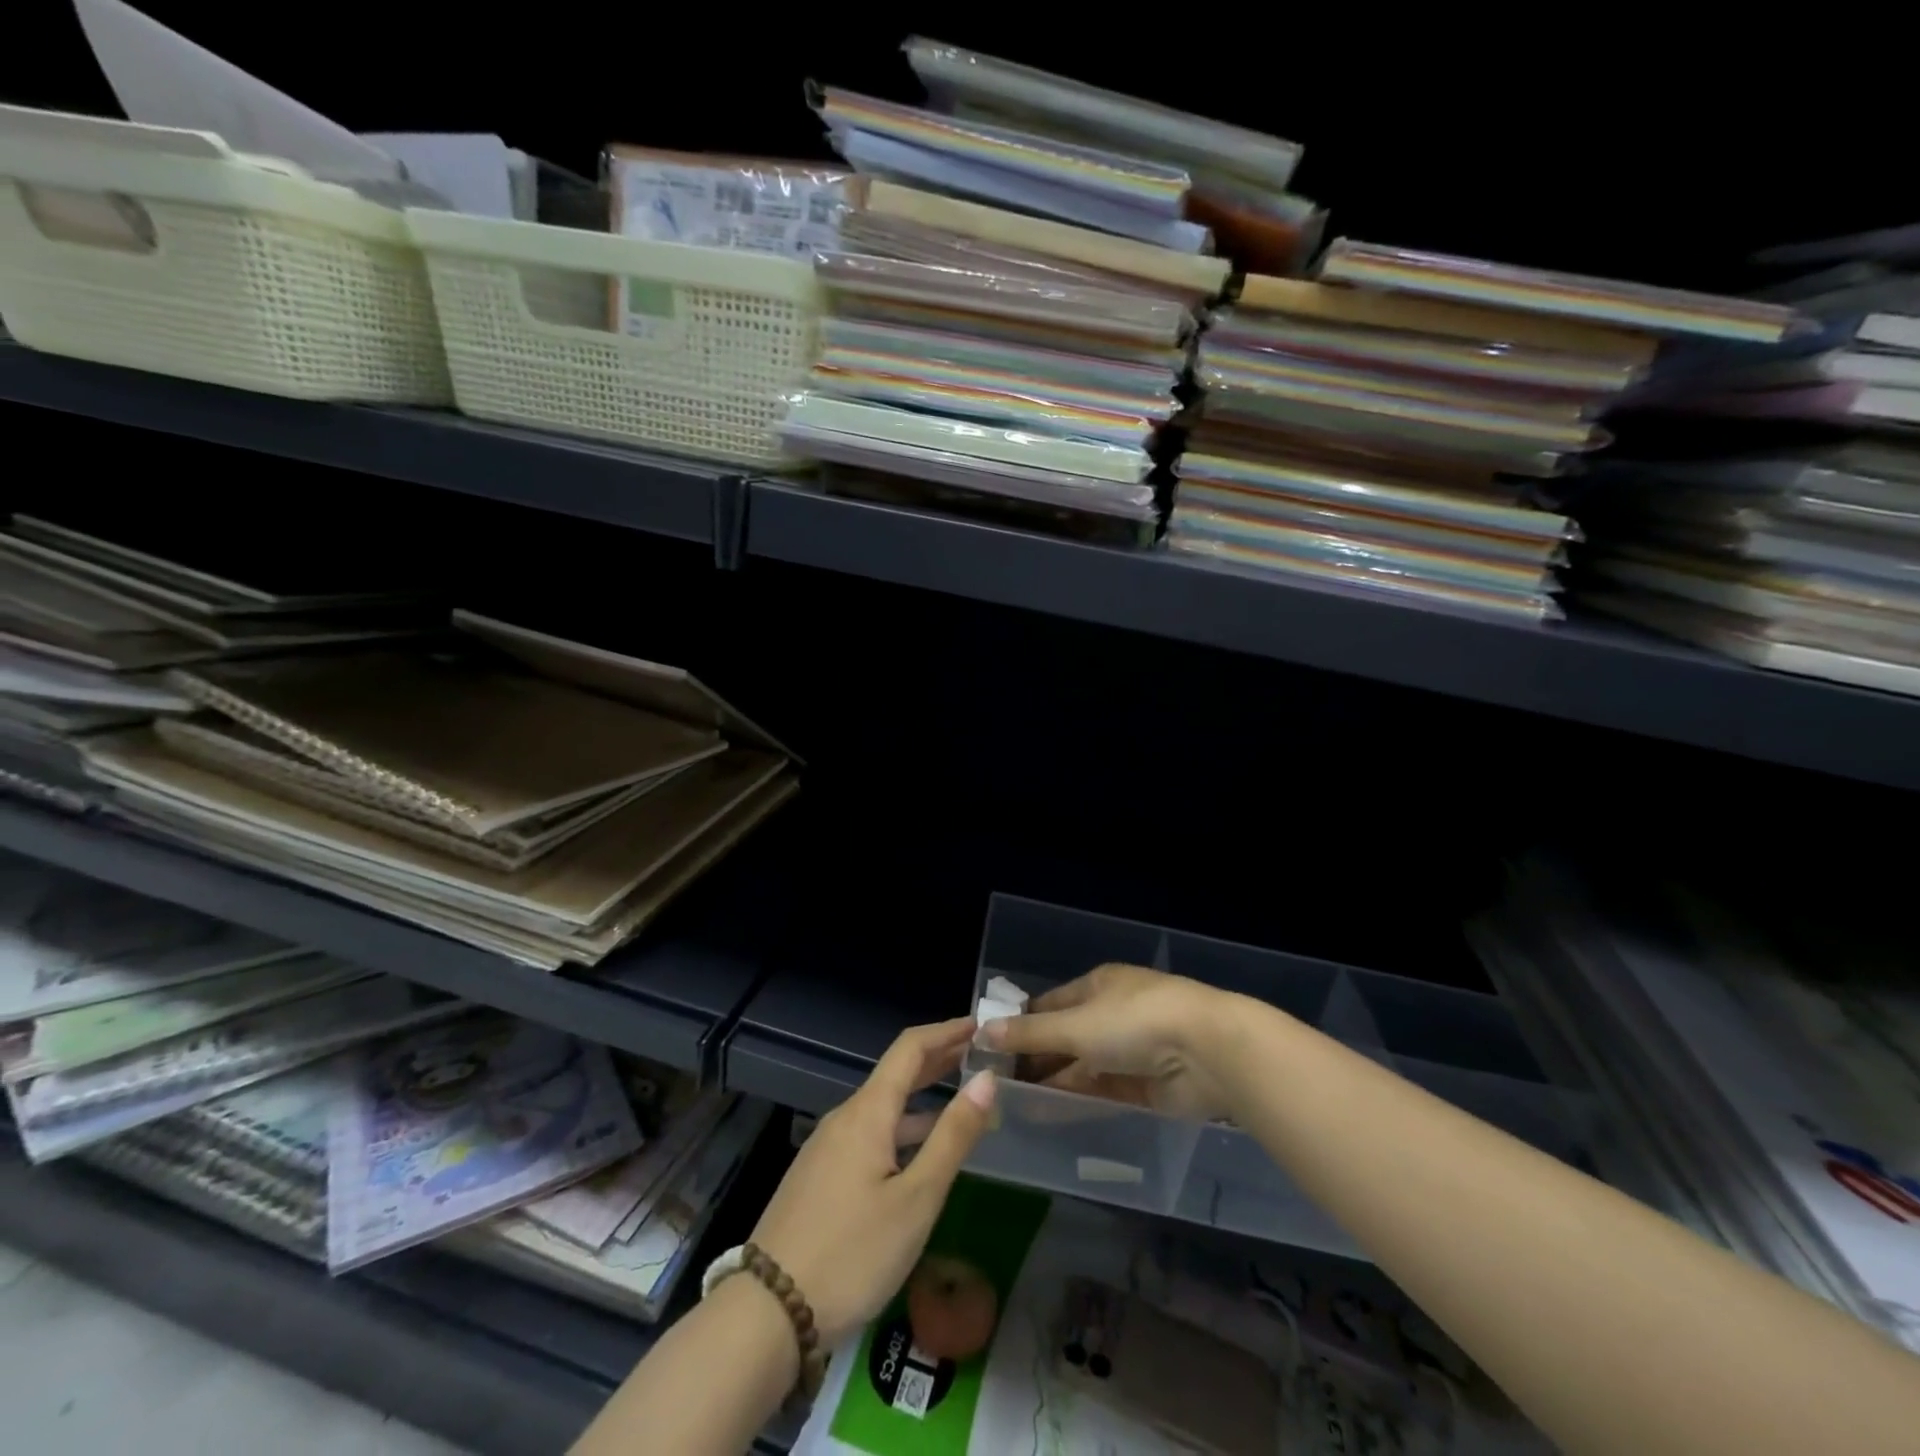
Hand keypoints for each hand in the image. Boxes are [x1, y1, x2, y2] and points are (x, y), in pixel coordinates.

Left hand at [750, 1018, 996, 1349]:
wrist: (767, 1313)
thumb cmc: (852, 1253)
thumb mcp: (916, 1199)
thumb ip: (952, 1137)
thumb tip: (986, 1080)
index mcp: (867, 1112)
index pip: (910, 1048)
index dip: (946, 1032)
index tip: (979, 1026)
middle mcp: (845, 1118)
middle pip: (895, 1074)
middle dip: (937, 1060)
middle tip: (977, 1055)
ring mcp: (827, 1148)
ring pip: (882, 1108)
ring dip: (921, 1098)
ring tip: (960, 1101)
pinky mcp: (819, 1177)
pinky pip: (869, 1134)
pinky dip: (901, 1128)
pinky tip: (917, 1152)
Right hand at [982, 964, 1238, 1119]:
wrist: (1208, 1052)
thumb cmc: (1135, 1022)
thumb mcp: (1075, 1024)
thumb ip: (1030, 1033)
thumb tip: (983, 1030)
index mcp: (1097, 986)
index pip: (1050, 1005)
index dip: (1021, 1024)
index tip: (990, 1048)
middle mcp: (1112, 1015)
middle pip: (1065, 1038)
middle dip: (1034, 1059)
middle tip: (995, 1085)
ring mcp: (1131, 1051)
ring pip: (1082, 1068)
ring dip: (1051, 1084)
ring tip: (1011, 1106)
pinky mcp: (1147, 1086)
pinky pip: (1102, 1092)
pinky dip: (1076, 1102)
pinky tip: (1046, 1116)